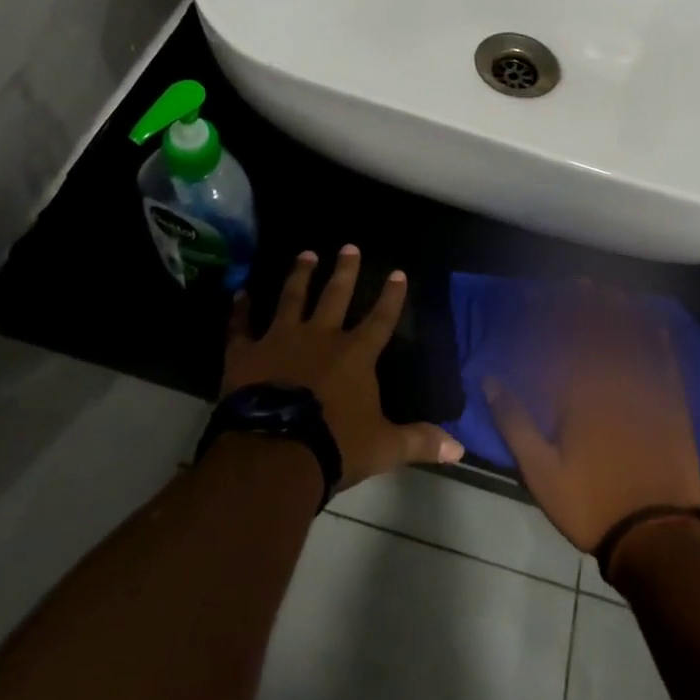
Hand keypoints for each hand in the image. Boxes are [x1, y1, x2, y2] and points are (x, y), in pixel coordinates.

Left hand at [222, 245, 462, 488]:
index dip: (391, 296)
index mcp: (355, 355)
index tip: (398, 272)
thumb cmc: (334, 446)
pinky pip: (241, 325)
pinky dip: (240, 309)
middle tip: (349, 247)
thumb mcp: (383, 447)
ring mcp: (281, 339)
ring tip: (306, 254)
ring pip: (292, 298)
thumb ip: (419, 441)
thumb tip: (459, 448)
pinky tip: (240, 293)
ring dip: (300, 275)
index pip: (380, 319)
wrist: (275, 452)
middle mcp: (320, 336)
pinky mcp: (246, 353)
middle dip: (344, 271)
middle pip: (335, 296)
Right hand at [485, 287, 699, 552]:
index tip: (536, 294)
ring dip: (620, 314)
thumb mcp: (540, 471)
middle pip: (597, 335)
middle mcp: (613, 385)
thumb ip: (515, 423)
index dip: (548, 317)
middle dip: (586, 306)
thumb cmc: (590, 504)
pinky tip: (657, 325)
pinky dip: (661, 344)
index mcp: (579, 397)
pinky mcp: (674, 409)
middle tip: (579, 281)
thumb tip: (490, 380)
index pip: (559, 344)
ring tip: (611, 291)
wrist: (656, 537)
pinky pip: (668, 367)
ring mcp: (647, 395)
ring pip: (632, 343)